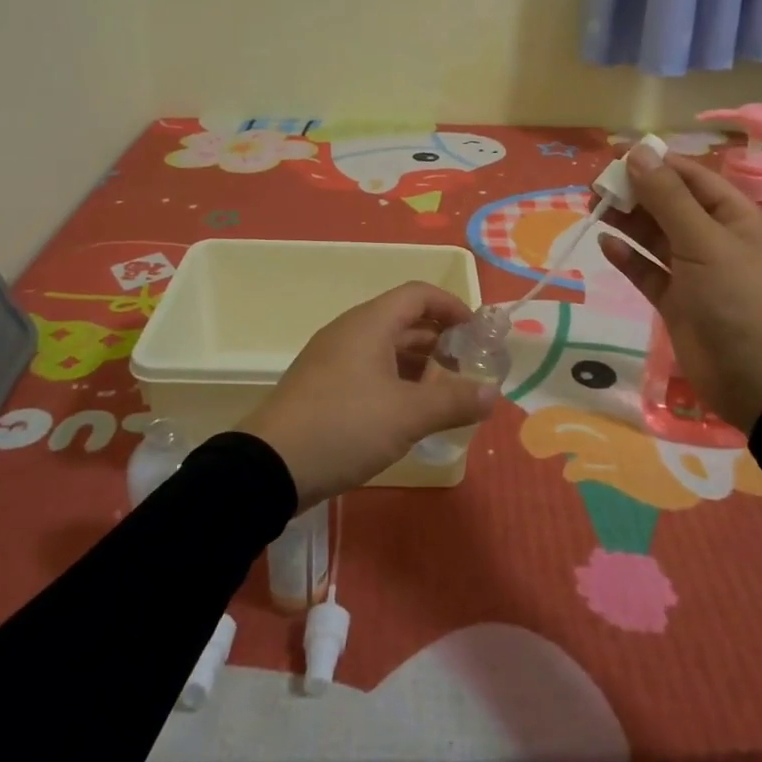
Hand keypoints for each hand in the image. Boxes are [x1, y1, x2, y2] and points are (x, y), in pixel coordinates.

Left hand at [238, 281, 499, 509]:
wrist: (269, 467)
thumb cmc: (345, 426)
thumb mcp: (407, 415)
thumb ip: (454, 401)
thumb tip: (493, 393)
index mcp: (370, 323)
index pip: (419, 295)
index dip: (452, 306)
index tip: (477, 333)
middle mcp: (351, 332)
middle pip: (404, 321)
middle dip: (440, 341)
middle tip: (469, 369)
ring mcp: (333, 359)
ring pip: (386, 349)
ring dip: (419, 365)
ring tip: (446, 394)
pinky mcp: (323, 387)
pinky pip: (369, 371)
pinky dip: (396, 382)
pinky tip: (410, 413)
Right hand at [599, 145, 761, 435]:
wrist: (758, 380)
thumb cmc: (739, 300)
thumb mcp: (705, 242)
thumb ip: (668, 198)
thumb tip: (638, 152)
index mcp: (733, 217)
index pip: (691, 177)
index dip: (656, 164)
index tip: (616, 157)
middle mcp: (714, 239)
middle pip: (669, 204)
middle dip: (635, 192)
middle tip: (595, 186)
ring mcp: (694, 272)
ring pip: (655, 237)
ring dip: (627, 221)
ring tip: (593, 207)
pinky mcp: (676, 302)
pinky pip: (648, 271)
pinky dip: (628, 258)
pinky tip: (606, 245)